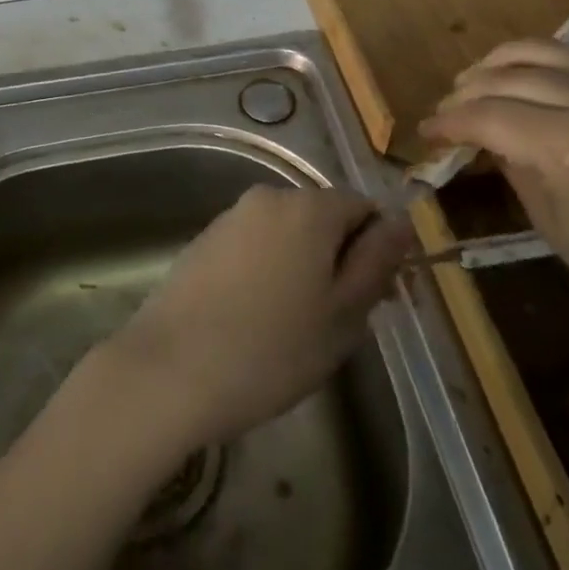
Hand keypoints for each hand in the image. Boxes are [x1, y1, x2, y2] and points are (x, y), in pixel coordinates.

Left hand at [104, 184, 412, 448]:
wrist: (168, 371)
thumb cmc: (271, 349)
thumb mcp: (343, 314)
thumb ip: (376, 261)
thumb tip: (400, 222)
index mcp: (309, 207)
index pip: (364, 208)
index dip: (377, 251)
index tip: (374, 300)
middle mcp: (268, 198)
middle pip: (323, 219)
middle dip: (338, 261)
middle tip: (336, 323)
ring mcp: (231, 218)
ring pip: (287, 236)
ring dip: (302, 269)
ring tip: (293, 329)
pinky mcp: (203, 241)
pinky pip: (254, 248)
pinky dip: (266, 273)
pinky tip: (254, 321)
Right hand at [421, 39, 568, 349]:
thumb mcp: (552, 224)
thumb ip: (513, 168)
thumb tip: (485, 140)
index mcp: (566, 144)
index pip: (487, 116)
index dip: (449, 122)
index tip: (427, 131)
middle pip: (509, 76)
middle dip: (467, 91)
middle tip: (447, 109)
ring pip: (545, 50)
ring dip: (501, 61)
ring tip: (478, 78)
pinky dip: (546, 60)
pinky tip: (530, 76)